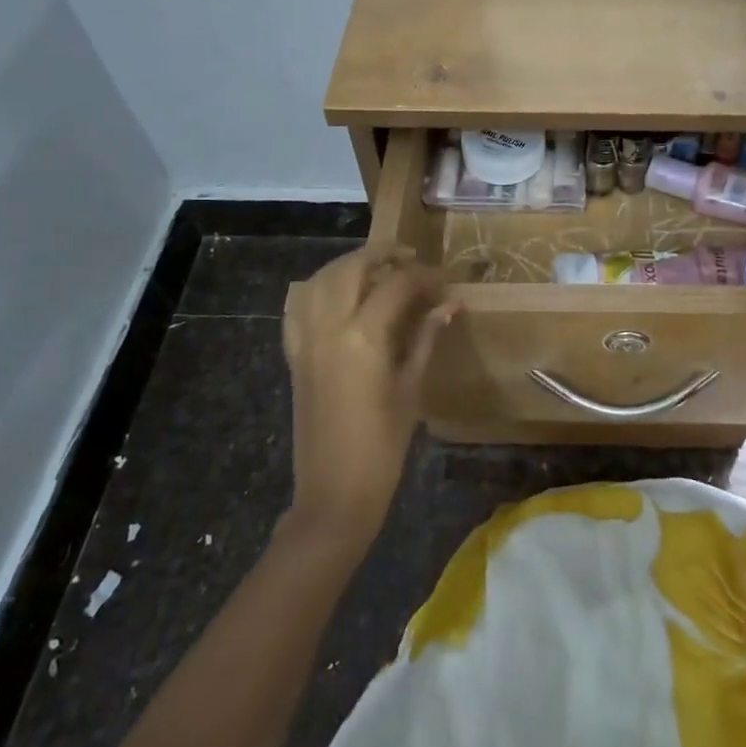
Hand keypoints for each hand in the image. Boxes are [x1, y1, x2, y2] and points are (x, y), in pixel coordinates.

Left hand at [283, 247, 457, 548]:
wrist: (335, 491)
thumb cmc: (384, 445)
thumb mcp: (412, 387)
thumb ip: (426, 338)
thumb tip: (450, 304)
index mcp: (363, 337)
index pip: (396, 285)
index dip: (423, 277)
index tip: (443, 282)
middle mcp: (328, 328)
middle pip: (352, 269)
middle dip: (382, 255)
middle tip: (410, 259)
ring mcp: (306, 340)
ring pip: (320, 280)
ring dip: (348, 266)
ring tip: (375, 270)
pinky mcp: (295, 355)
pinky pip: (299, 307)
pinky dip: (318, 290)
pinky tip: (337, 294)